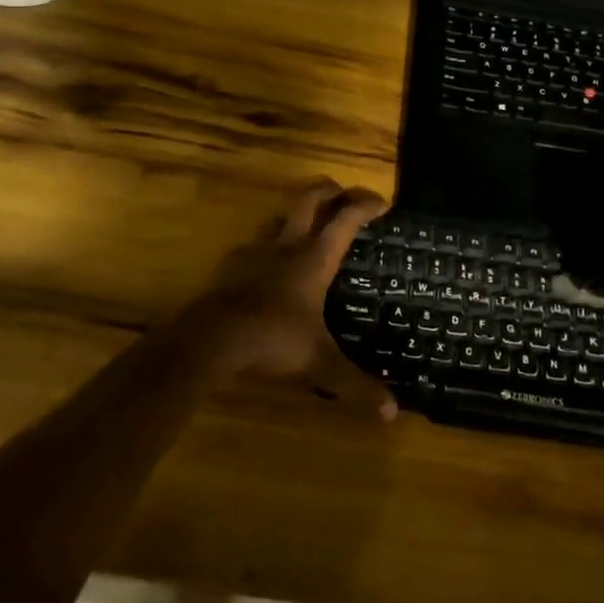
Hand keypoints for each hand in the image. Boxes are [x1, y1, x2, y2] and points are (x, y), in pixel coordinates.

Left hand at [179, 178, 396, 418]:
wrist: (212, 338)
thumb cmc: (273, 340)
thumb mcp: (319, 364)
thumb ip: (355, 384)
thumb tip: (391, 413)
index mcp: (315, 259)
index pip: (346, 219)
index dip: (366, 205)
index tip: (382, 203)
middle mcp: (288, 245)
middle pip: (310, 198)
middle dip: (330, 189)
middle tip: (344, 193)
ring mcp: (256, 250)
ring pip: (279, 214)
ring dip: (297, 211)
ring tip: (307, 221)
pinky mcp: (231, 262)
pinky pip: (254, 241)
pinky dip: (268, 241)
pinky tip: (268, 258)